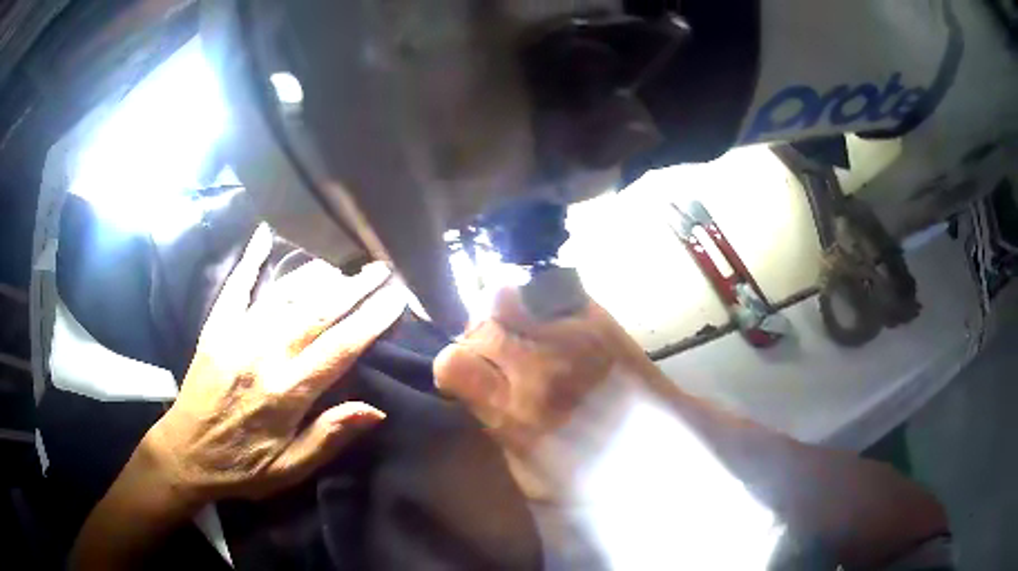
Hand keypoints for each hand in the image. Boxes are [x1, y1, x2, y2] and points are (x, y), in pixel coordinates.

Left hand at [143, 224, 407, 505]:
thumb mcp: (289, 469)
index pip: (340, 348)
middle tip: (381, 268)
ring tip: (346, 262)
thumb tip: (376, 409)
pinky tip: (265, 234)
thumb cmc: (241, 467)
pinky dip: (251, 259)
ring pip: (285, 296)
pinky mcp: (216, 328)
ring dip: (319, 276)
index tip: (397, 298)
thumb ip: (328, 438)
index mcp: (286, 392)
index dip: (372, 320)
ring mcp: (237, 335)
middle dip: (355, 288)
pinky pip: (237, 287)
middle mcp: (264, 355)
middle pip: (317, 313)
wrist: (185, 453)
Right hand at [434, 287, 664, 502]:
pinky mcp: (598, 320)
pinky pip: (551, 291)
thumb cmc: (591, 471)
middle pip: (480, 325)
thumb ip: (494, 429)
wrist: (657, 449)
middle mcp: (537, 369)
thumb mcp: (527, 474)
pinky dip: (541, 301)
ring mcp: (570, 338)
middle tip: (496, 351)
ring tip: (522, 329)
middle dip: (480, 337)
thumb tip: (473, 395)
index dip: (451, 365)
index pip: (453, 363)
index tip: (466, 374)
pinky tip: (552, 320)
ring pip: (509, 297)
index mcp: (514, 414)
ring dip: (506, 312)